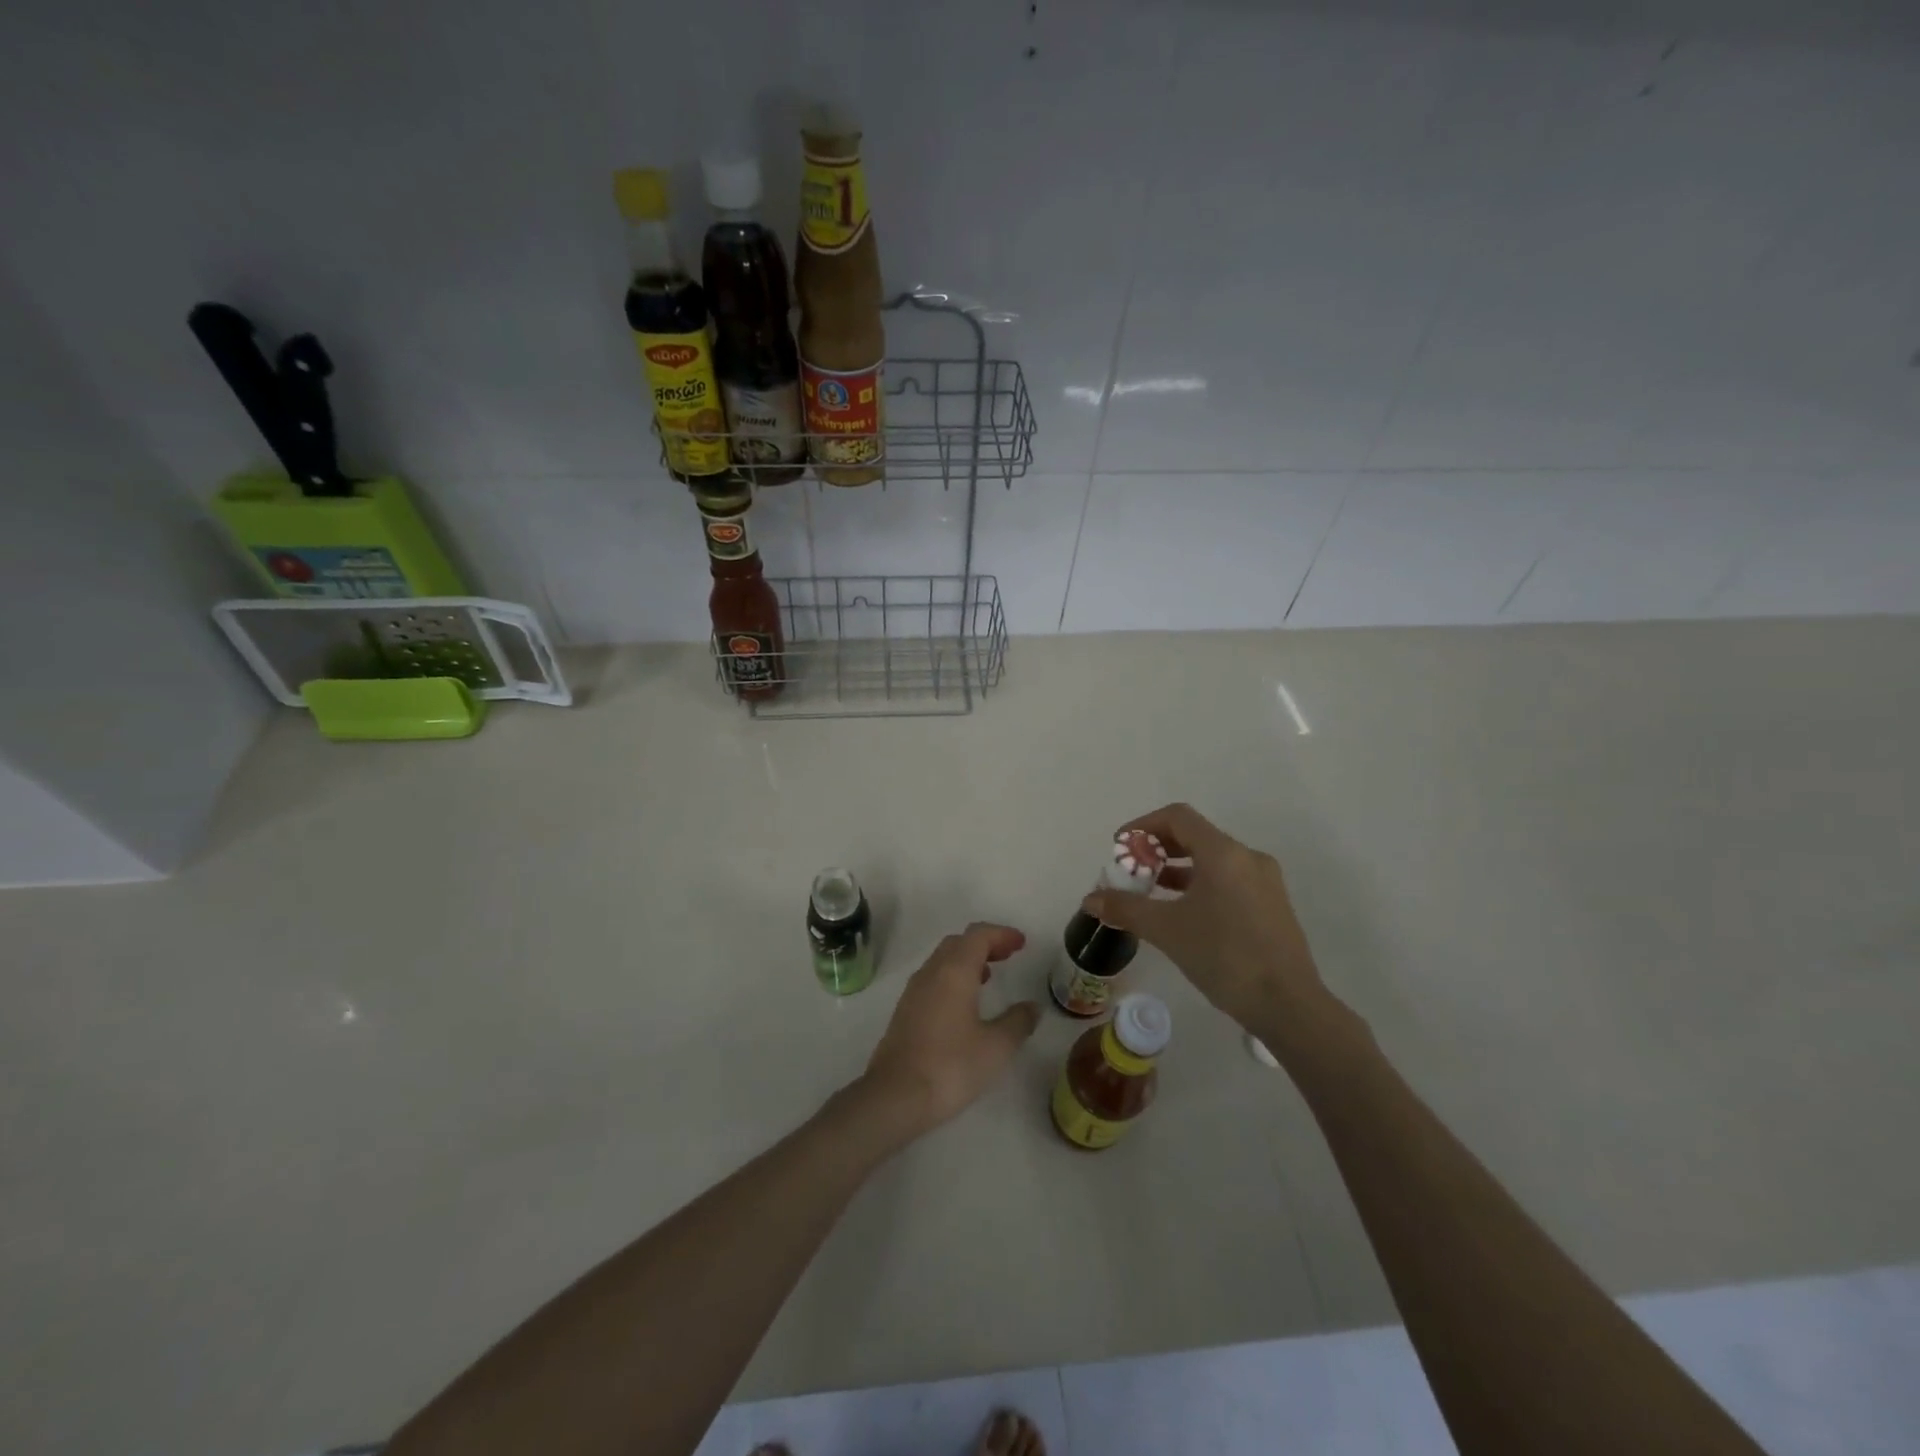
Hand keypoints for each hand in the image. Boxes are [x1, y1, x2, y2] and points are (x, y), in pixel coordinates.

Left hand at [861, 923, 1039, 1133]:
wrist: (895, 1096)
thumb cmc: (951, 1066)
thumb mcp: (996, 1047)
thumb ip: (1018, 1022)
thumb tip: (1032, 1007)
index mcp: (954, 971)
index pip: (978, 935)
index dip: (1001, 934)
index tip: (1021, 943)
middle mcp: (931, 972)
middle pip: (958, 942)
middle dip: (984, 943)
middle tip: (1008, 955)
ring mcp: (914, 991)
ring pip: (942, 960)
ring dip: (967, 960)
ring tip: (989, 976)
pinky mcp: (905, 1011)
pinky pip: (933, 979)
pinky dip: (953, 977)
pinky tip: (964, 1003)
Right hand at [1083, 804, 1334, 1035]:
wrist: (1288, 1006)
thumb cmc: (1224, 957)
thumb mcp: (1166, 931)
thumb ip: (1125, 909)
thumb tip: (1090, 899)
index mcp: (1223, 853)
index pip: (1177, 817)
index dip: (1143, 826)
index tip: (1120, 848)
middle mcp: (1247, 858)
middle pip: (1194, 836)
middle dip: (1157, 849)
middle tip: (1131, 871)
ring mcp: (1264, 881)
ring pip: (1212, 860)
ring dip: (1177, 869)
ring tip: (1150, 892)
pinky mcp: (1271, 905)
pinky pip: (1228, 880)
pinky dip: (1199, 885)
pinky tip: (1182, 913)